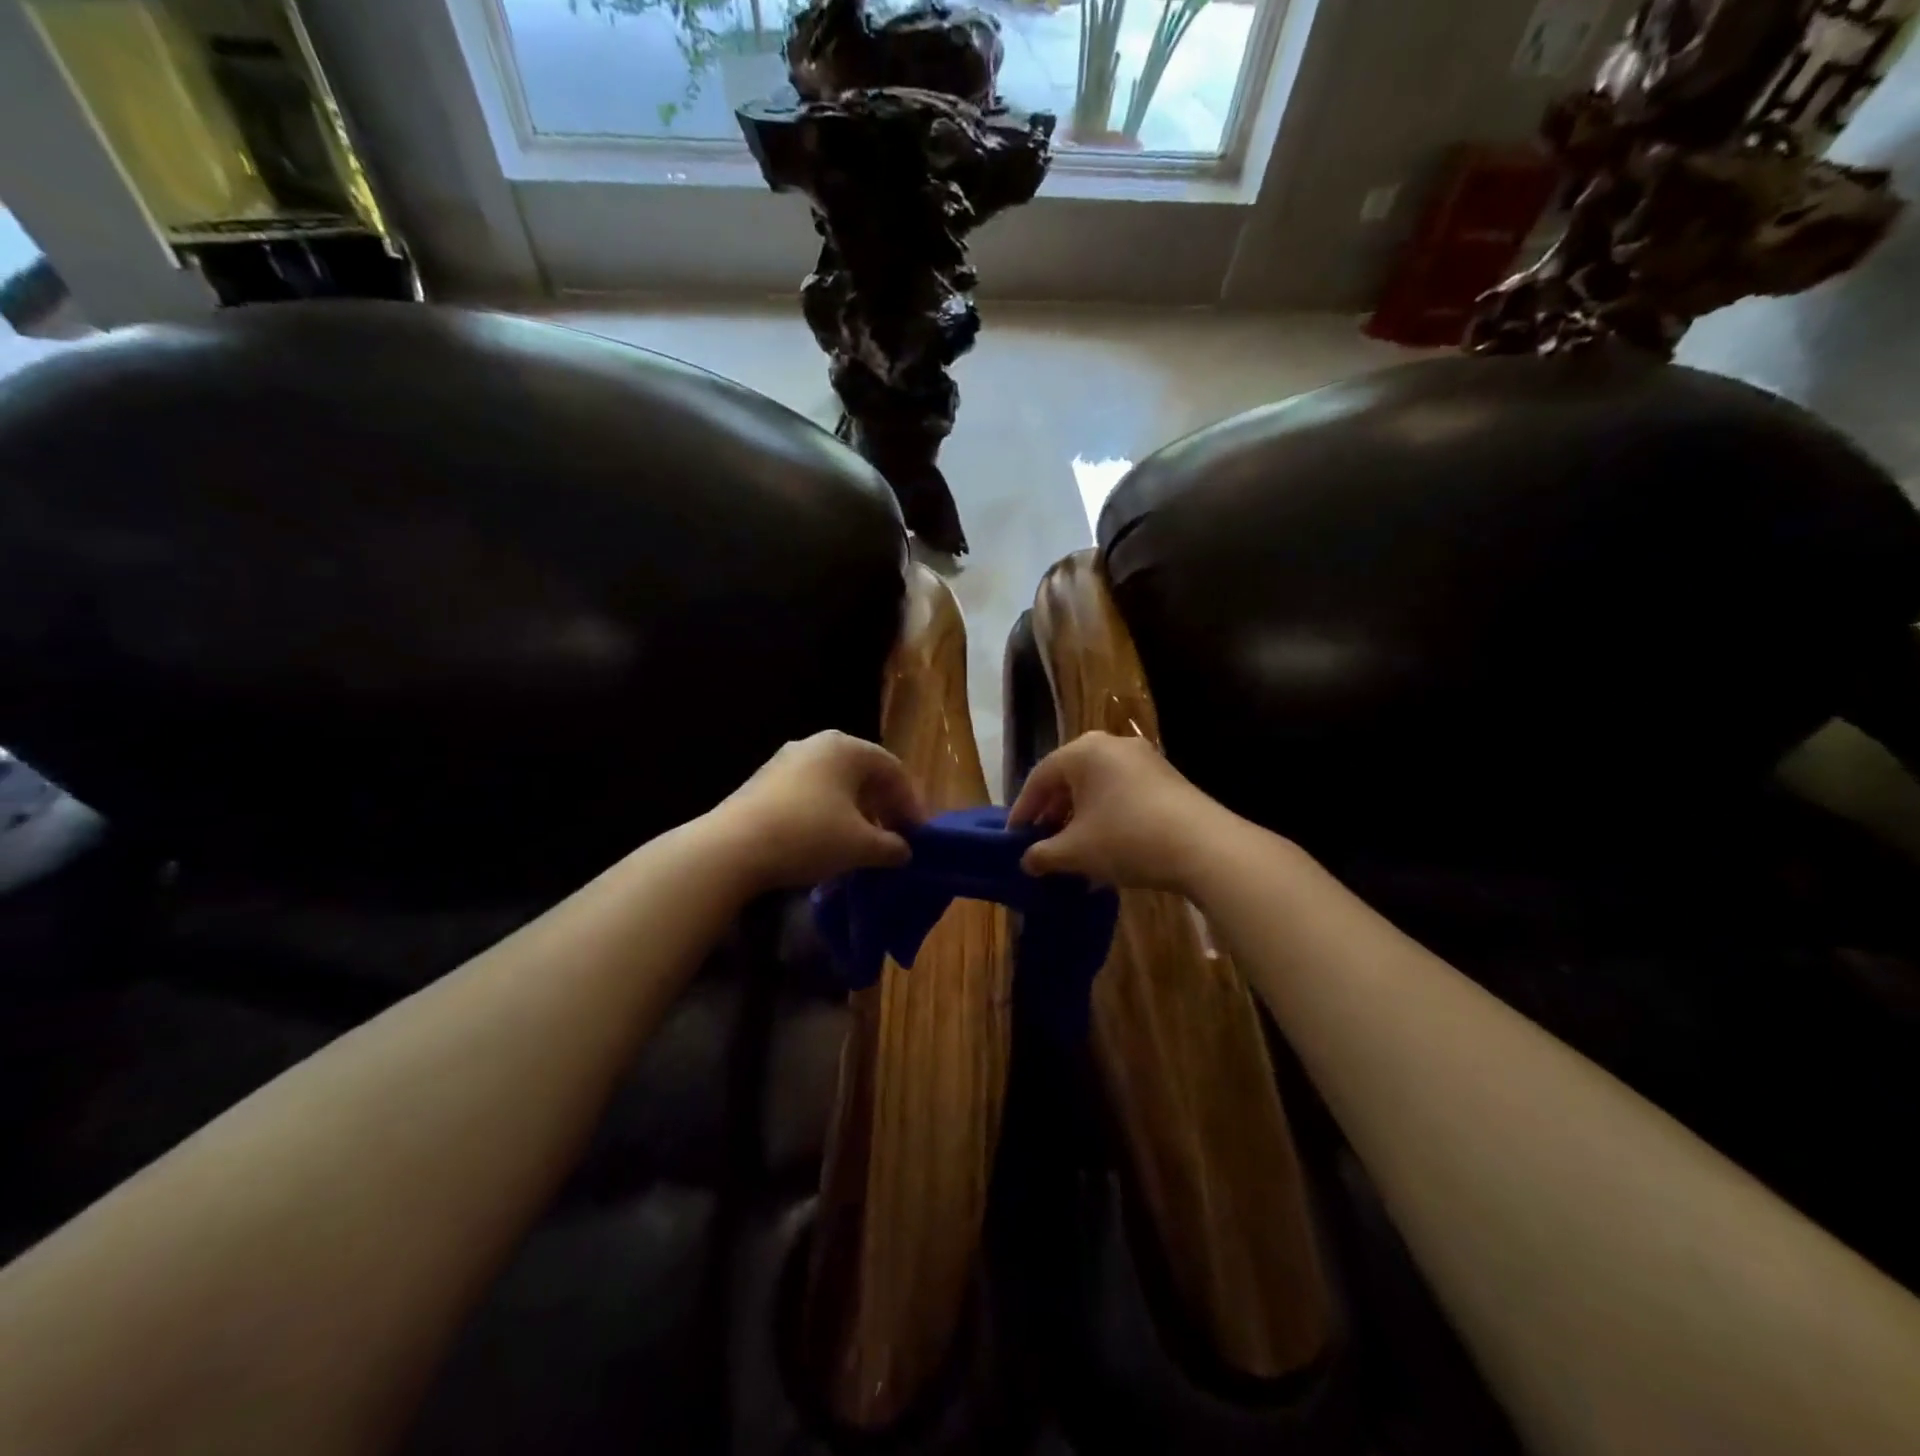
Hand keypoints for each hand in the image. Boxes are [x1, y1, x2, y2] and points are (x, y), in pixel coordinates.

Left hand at [711, 731, 925, 891]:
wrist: (732, 848)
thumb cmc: (809, 836)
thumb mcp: (861, 846)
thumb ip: (891, 846)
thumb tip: (904, 851)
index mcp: (846, 748)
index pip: (893, 769)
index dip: (911, 803)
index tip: (918, 836)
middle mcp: (817, 744)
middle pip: (864, 774)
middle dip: (883, 808)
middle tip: (894, 839)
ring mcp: (786, 761)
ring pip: (835, 785)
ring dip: (856, 814)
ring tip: (863, 846)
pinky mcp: (764, 783)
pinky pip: (810, 794)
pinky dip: (828, 816)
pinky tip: (828, 845)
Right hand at [1008, 731, 1221, 891]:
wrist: (1204, 847)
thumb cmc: (1127, 839)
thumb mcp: (1075, 851)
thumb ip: (1043, 854)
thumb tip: (1026, 861)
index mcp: (1084, 751)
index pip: (1040, 777)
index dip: (1023, 809)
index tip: (1014, 838)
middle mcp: (1112, 745)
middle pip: (1069, 778)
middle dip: (1052, 813)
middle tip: (1041, 842)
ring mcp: (1143, 759)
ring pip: (1097, 787)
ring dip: (1079, 818)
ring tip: (1071, 850)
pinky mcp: (1166, 779)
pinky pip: (1121, 793)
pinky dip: (1105, 816)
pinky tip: (1104, 848)